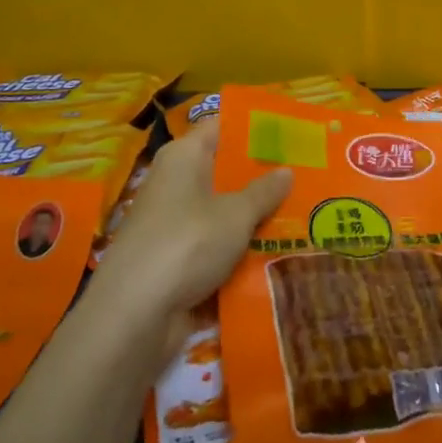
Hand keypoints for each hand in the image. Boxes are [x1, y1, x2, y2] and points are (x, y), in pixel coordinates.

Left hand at [83, 120, 290, 358]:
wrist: (134, 316)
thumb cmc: (187, 244)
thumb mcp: (236, 214)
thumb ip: (264, 191)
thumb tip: (286, 171)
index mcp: (184, 156)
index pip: (221, 126)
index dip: (255, 127)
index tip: (291, 133)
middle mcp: (174, 183)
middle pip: (224, 170)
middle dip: (261, 176)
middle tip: (306, 175)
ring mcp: (173, 223)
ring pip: (222, 210)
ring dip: (253, 216)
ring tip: (301, 213)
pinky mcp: (174, 260)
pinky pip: (214, 244)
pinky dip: (239, 248)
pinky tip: (275, 252)